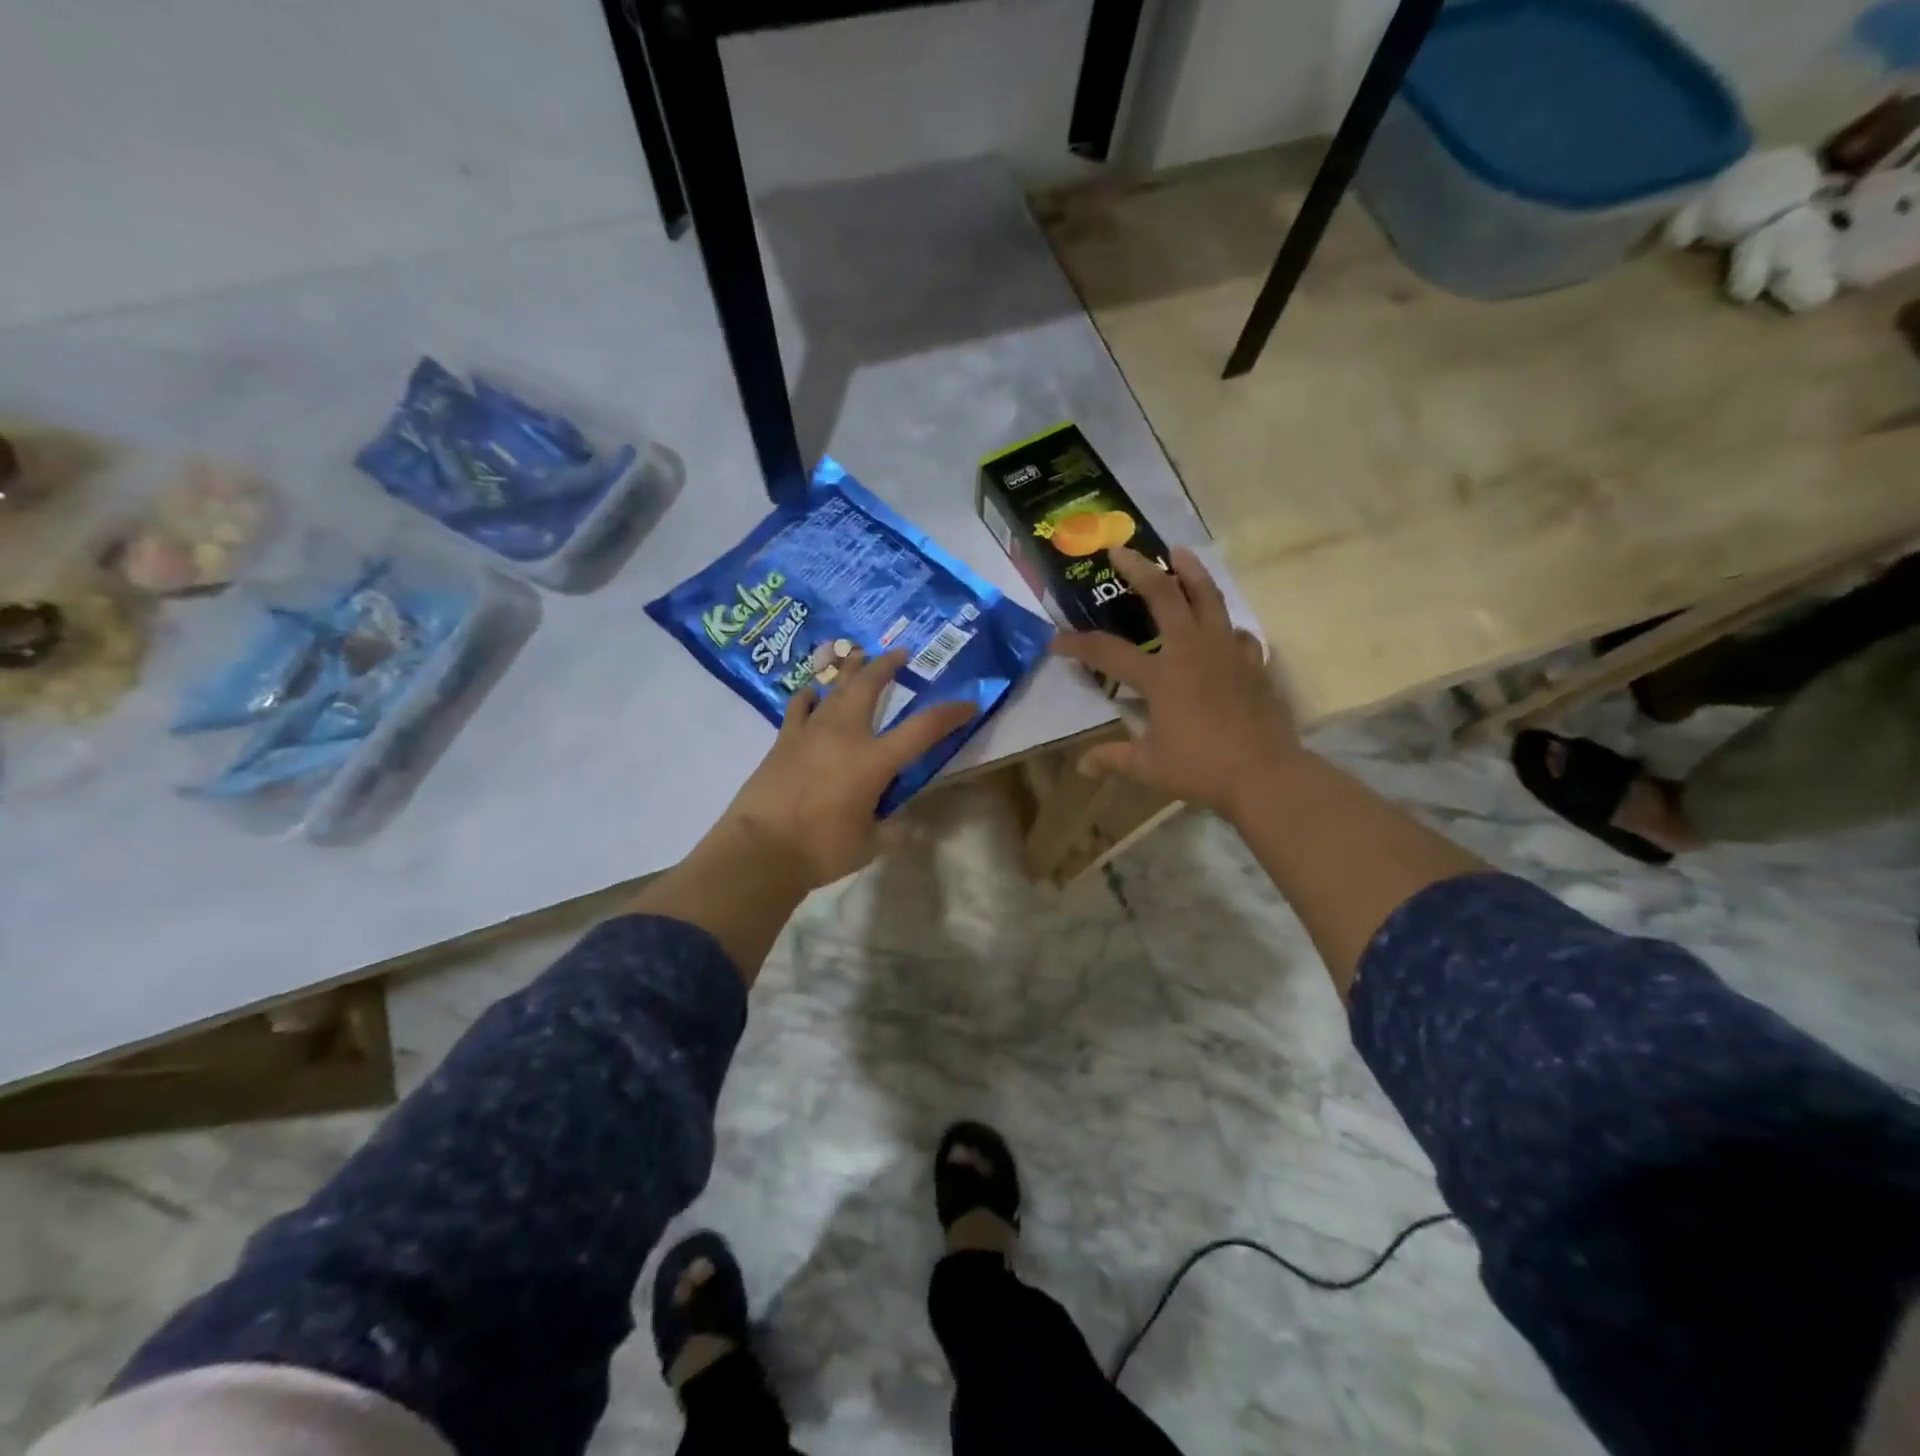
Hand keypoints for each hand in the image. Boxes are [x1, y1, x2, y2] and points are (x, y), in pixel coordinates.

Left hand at [711, 648, 977, 889]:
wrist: (761, 849)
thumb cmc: (821, 849)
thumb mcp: (869, 845)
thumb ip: (891, 830)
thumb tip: (907, 826)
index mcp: (875, 760)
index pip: (923, 728)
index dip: (950, 714)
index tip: (968, 704)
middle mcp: (846, 735)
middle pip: (870, 687)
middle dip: (888, 666)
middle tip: (900, 653)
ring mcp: (811, 732)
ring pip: (835, 689)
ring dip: (850, 670)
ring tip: (858, 654)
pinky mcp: (783, 740)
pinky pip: (799, 707)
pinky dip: (810, 697)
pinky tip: (813, 693)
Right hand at [1052, 546, 1299, 818]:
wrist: (1265, 775)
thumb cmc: (1201, 769)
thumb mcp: (1148, 767)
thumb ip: (1113, 758)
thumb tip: (1083, 766)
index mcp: (1161, 676)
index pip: (1108, 653)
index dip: (1077, 644)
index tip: (1056, 641)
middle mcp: (1192, 652)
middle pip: (1164, 597)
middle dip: (1139, 570)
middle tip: (1121, 550)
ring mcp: (1227, 653)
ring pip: (1209, 599)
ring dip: (1191, 573)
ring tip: (1180, 553)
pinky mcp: (1254, 664)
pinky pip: (1239, 634)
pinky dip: (1226, 627)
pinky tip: (1224, 630)